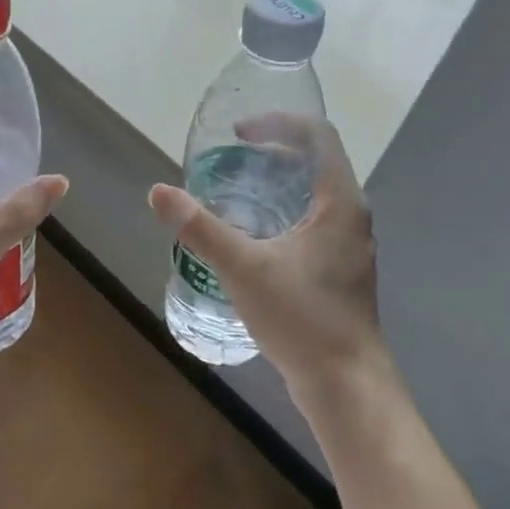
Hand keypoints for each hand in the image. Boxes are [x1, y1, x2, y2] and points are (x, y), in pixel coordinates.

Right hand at [149, 114, 386, 396]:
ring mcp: (348, 245)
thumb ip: (200, 228)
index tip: (239, 132)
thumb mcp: (244, 268)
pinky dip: (282, 210)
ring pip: (314, 194)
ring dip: (277, 181)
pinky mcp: (339, 269)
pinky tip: (252, 233)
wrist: (345, 385)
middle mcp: (351, 216)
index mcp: (340, 203)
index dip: (279, 123)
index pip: (319, 137)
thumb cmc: (302, 318)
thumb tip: (158, 192)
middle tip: (231, 156)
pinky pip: (311, 220)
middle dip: (273, 150)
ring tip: (235, 188)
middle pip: (317, 162)